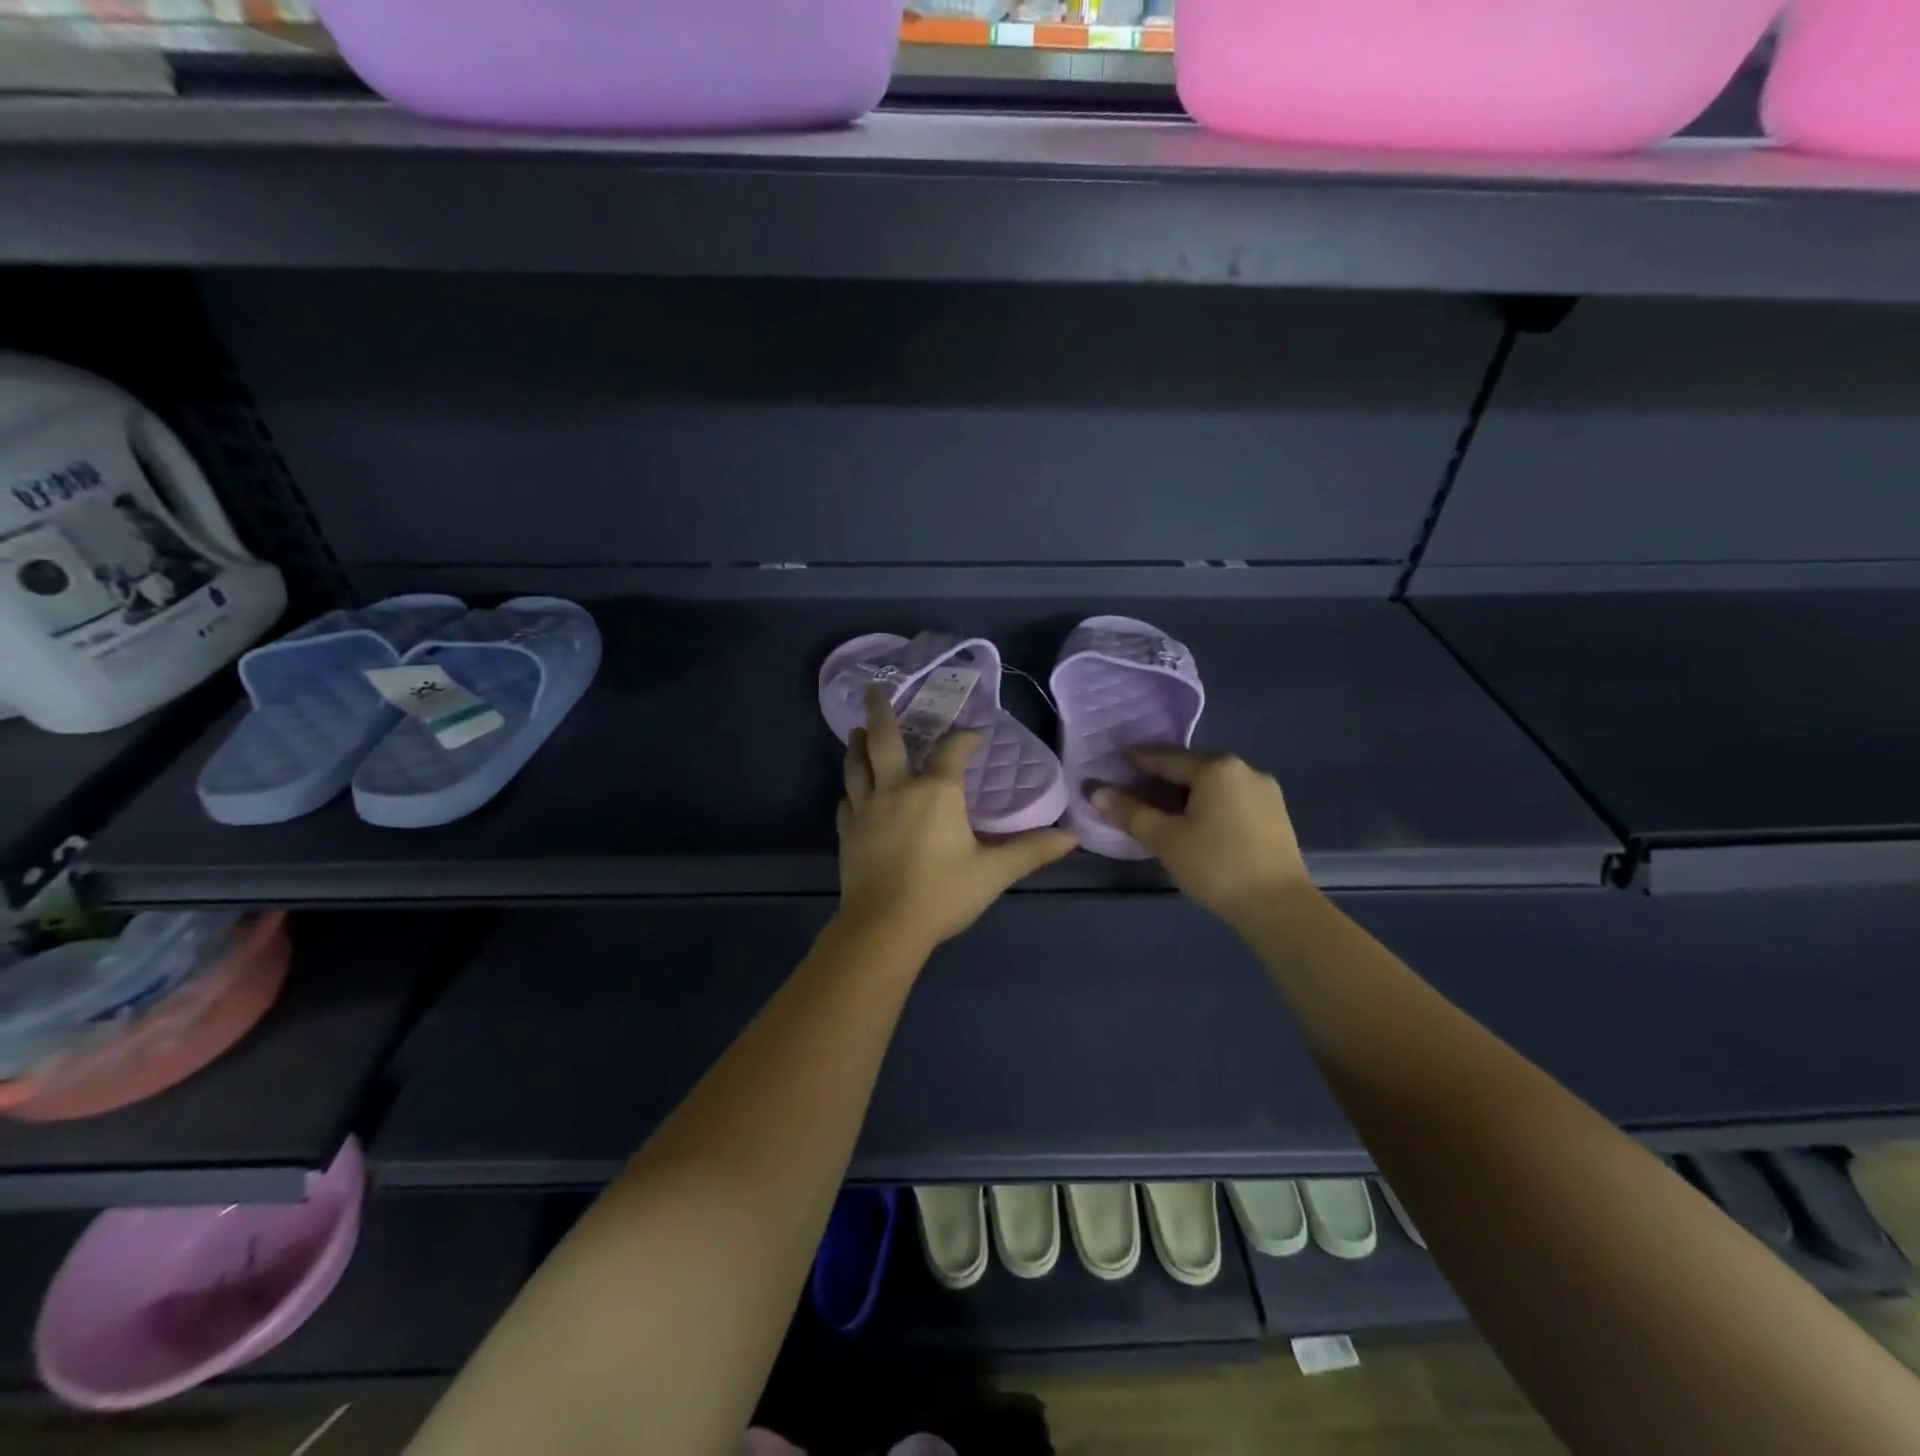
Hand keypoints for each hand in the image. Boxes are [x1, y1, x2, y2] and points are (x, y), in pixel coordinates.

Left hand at [837, 689, 1075, 953]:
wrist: (884, 928)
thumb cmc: (942, 894)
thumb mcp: (993, 872)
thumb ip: (1031, 851)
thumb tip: (1072, 837)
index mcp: (936, 792)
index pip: (952, 750)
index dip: (965, 739)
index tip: (974, 738)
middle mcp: (897, 789)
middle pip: (884, 740)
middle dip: (881, 712)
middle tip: (875, 689)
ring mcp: (866, 808)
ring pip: (857, 765)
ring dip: (858, 743)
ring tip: (857, 730)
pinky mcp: (847, 831)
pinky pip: (847, 799)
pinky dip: (852, 788)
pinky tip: (854, 790)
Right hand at [1093, 748, 1312, 926]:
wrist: (1279, 907)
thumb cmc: (1216, 866)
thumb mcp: (1165, 839)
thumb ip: (1129, 812)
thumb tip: (1096, 792)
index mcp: (1216, 768)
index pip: (1166, 757)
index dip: (1137, 761)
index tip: (1115, 764)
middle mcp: (1244, 769)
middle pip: (1192, 768)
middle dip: (1162, 779)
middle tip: (1134, 792)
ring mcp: (1265, 791)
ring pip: (1213, 785)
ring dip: (1186, 793)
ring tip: (1163, 811)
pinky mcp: (1276, 814)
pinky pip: (1231, 799)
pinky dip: (1209, 805)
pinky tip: (1197, 824)